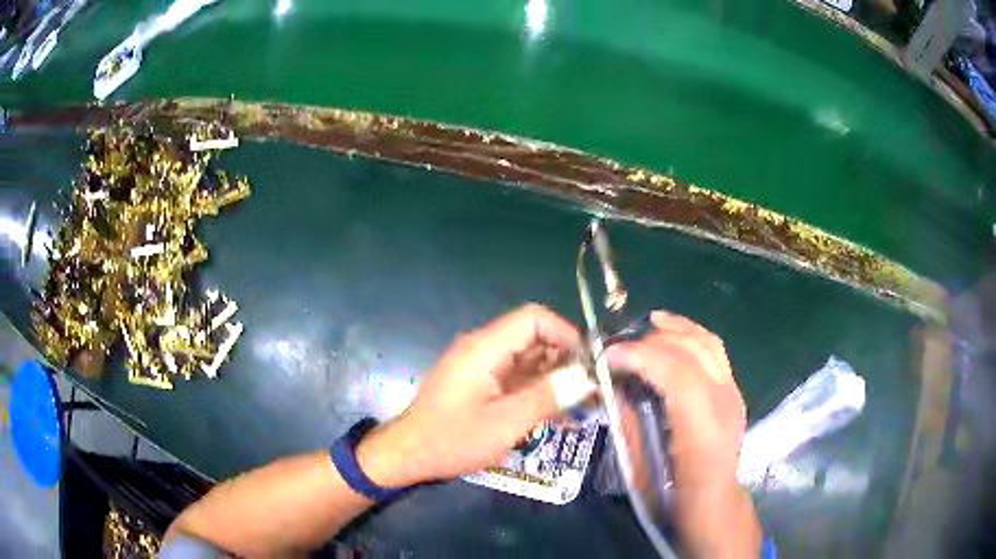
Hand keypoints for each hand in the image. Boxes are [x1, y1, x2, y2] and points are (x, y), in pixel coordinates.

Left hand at [357, 304, 579, 487]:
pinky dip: (539, 391)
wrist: (408, 455)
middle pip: (534, 337)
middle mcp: (483, 348)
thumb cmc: (452, 440)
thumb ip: (548, 396)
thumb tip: (588, 376)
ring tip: (581, 406)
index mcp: (484, 348)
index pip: (533, 318)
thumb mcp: (506, 423)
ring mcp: (481, 366)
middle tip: (592, 389)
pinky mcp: (481, 383)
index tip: (590, 363)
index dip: (566, 333)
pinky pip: (517, 377)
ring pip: (529, 359)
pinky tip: (558, 415)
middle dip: (565, 360)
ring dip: (555, 379)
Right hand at [605, 311, 759, 556]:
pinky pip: (714, 351)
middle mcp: (725, 406)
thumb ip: (630, 425)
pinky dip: (691, 335)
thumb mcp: (642, 471)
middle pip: (693, 353)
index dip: (642, 357)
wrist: (715, 505)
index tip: (608, 355)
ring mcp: (734, 395)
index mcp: (703, 434)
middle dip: (653, 341)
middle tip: (619, 347)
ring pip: (708, 344)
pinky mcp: (734, 391)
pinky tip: (672, 332)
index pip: (679, 377)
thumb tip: (612, 386)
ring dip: (676, 329)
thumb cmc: (674, 499)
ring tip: (646, 324)